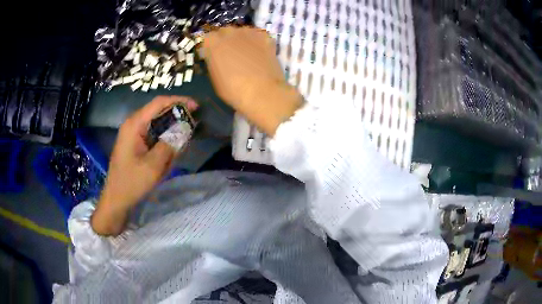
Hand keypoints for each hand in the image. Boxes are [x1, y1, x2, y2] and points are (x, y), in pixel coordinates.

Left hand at [91, 96, 197, 235]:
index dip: (179, 101)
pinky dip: (164, 138)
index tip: (196, 106)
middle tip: (192, 124)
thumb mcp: (154, 165)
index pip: (159, 103)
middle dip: (176, 116)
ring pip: (156, 123)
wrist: (116, 199)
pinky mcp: (134, 142)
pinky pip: (152, 134)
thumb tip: (185, 128)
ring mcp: (132, 133)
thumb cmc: (132, 182)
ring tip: (182, 140)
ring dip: (170, 129)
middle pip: (158, 111)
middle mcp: (133, 124)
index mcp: (135, 124)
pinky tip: (170, 150)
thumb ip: (170, 143)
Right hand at [203, 27, 302, 135]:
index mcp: (212, 42)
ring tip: (246, 52)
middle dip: (226, 40)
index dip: (212, 46)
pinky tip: (259, 52)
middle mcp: (229, 32)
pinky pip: (257, 35)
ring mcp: (248, 32)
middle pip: (225, 31)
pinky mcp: (264, 36)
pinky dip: (257, 41)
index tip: (214, 54)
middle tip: (230, 53)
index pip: (209, 38)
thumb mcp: (215, 78)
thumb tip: (217, 59)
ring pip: (242, 31)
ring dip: (242, 39)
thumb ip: (214, 62)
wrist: (262, 91)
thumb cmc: (233, 90)